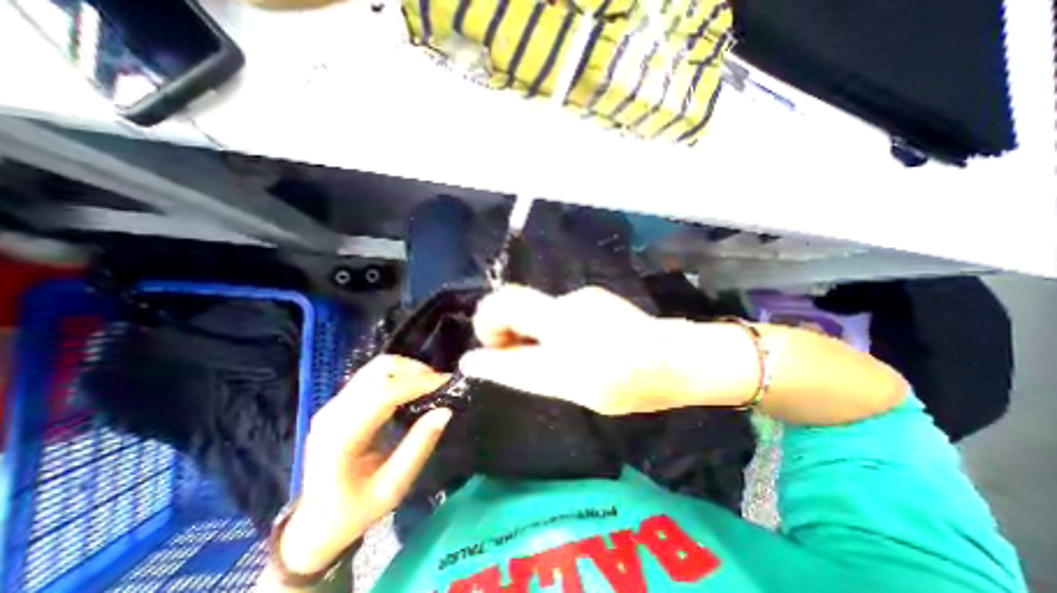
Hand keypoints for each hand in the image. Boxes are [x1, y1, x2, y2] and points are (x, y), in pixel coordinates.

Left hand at [275, 356, 448, 574]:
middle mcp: (334, 412)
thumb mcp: (391, 489)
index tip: (447, 382)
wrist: (313, 524)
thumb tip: (445, 411)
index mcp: (341, 437)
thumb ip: (418, 447)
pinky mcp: (341, 402)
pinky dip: (398, 376)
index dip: (418, 383)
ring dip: (408, 370)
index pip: (383, 395)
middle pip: (379, 370)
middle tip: (438, 385)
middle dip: (414, 370)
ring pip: (377, 367)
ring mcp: (334, 404)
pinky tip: (412, 390)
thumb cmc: (353, 512)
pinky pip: (374, 376)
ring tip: (429, 385)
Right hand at [459, 285, 698, 414]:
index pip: (506, 325)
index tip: (478, 352)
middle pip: (511, 299)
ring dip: (526, 326)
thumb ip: (525, 369)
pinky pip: (554, 309)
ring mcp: (579, 298)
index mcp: (563, 341)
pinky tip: (569, 341)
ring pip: (534, 306)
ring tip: (543, 351)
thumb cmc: (627, 384)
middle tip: (504, 347)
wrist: (672, 358)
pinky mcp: (590, 294)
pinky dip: (548, 325)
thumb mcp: (571, 387)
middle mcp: (566, 311)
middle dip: (495, 321)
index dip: (486, 331)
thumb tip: (483, 361)